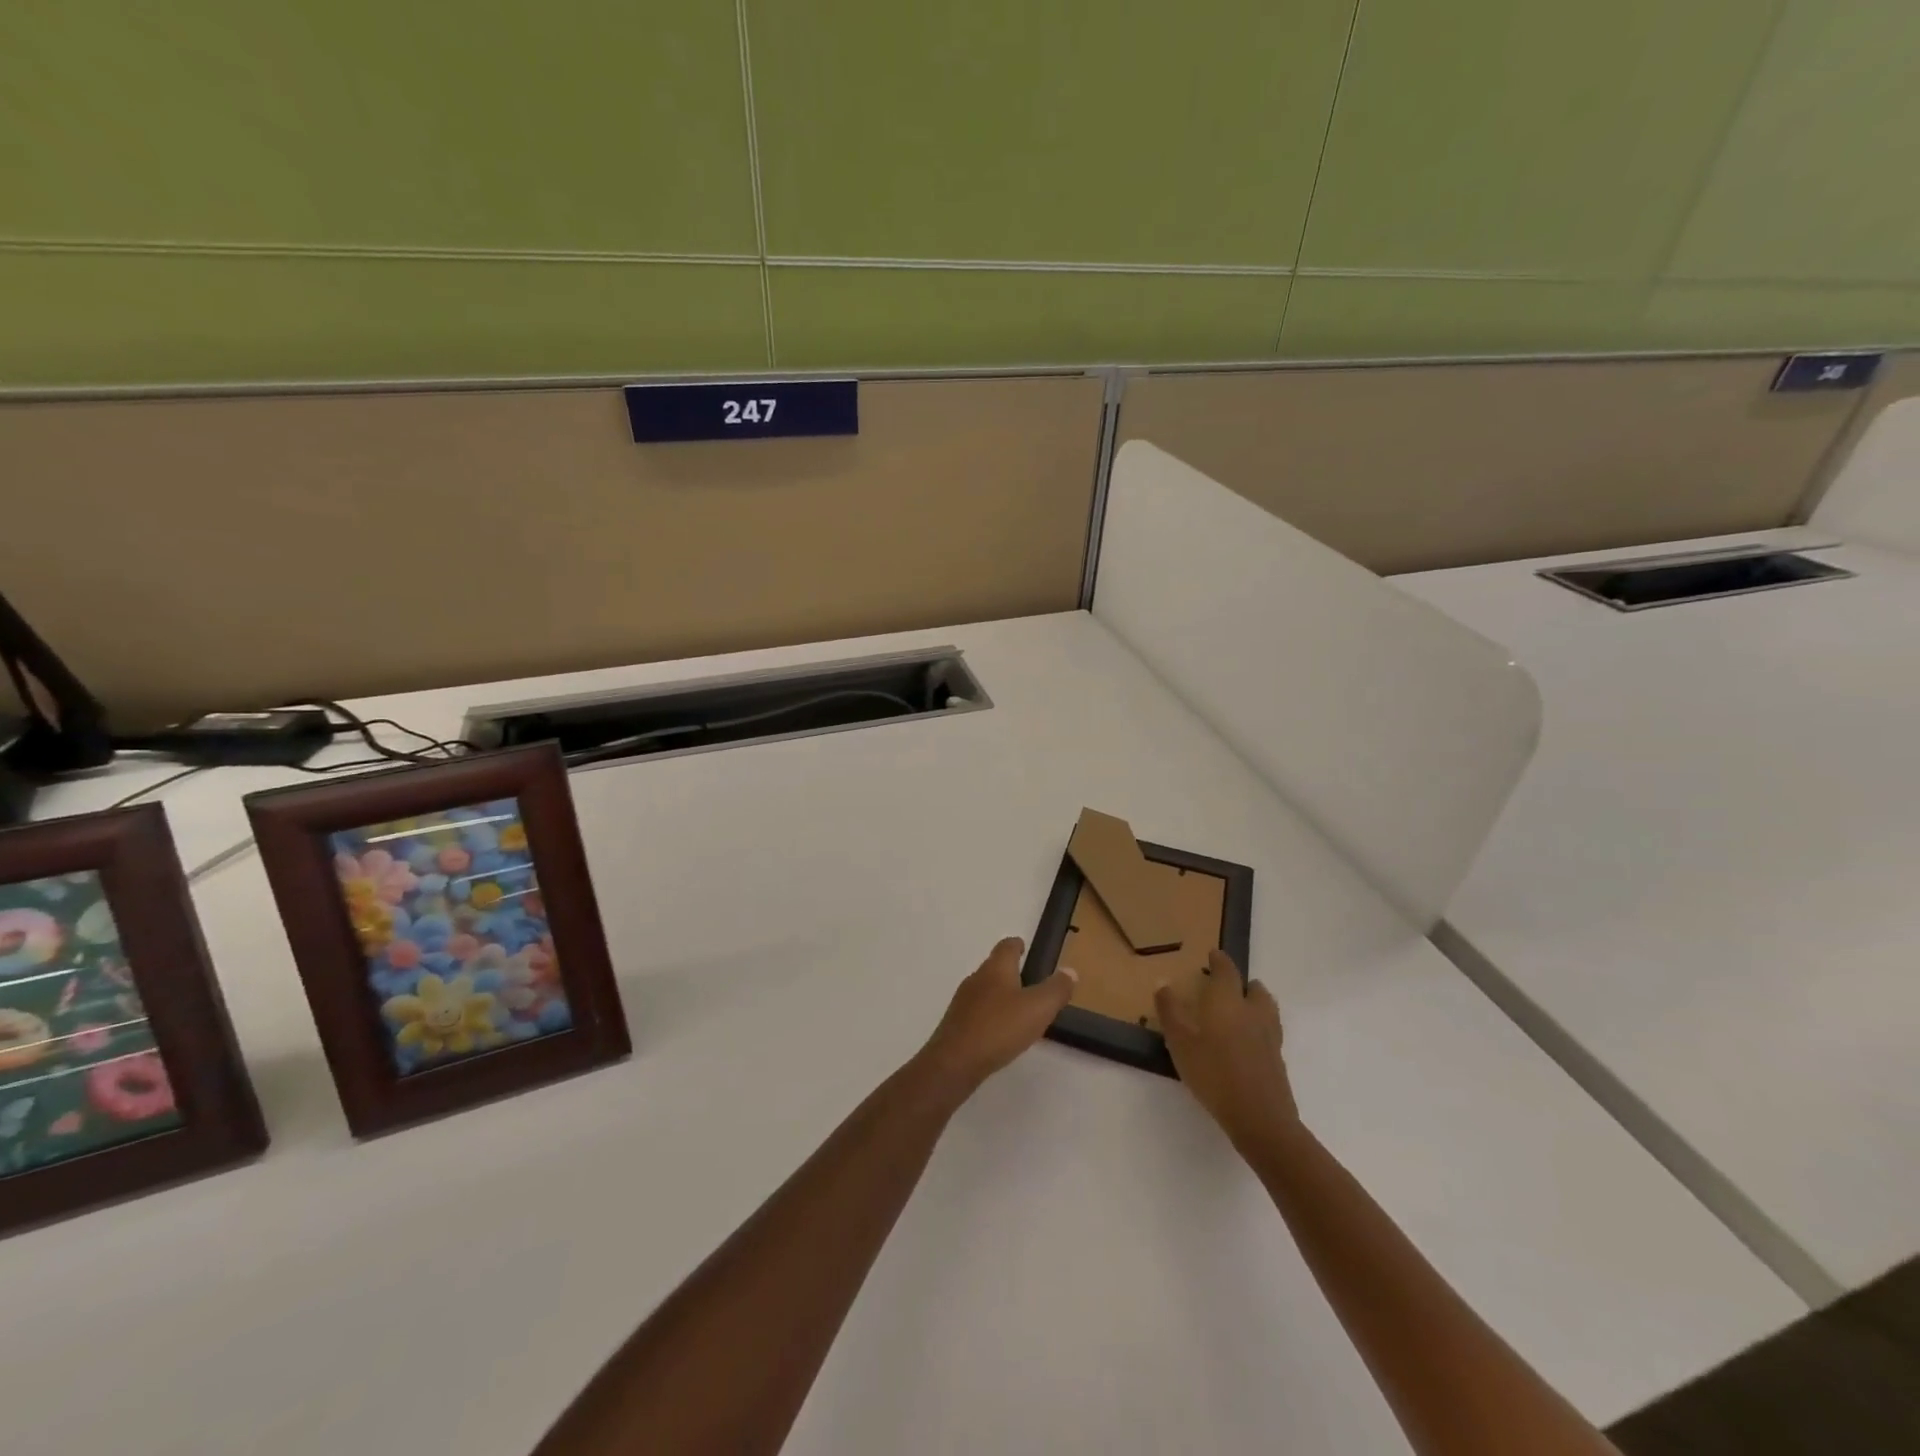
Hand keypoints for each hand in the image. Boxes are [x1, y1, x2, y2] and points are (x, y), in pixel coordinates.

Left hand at [916, 937, 1076, 1098]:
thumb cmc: (999, 1028)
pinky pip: (978, 1012)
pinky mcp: (956, 1024)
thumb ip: (1056, 989)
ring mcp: (963, 1002)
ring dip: (1000, 994)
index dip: (1017, 945)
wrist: (954, 1062)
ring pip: (985, 990)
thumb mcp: (1038, 1008)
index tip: (1024, 946)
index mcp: (996, 969)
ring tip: (1018, 1008)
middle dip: (1010, 971)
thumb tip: (1070, 971)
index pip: (1006, 947)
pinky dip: (991, 1015)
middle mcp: (976, 979)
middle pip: (994, 967)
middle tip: (1029, 980)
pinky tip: (1000, 1031)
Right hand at [1156, 949, 1298, 1150]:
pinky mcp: (1278, 1059)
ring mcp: (1270, 1036)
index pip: (1227, 971)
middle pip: (1255, 988)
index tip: (1214, 954)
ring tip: (1242, 1008)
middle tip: (1228, 984)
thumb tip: (1162, 981)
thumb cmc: (1213, 1073)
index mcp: (1228, 1001)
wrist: (1259, 1118)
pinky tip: (1249, 1040)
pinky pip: (1270, 1031)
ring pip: (1267, 1008)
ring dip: (1256, 1002)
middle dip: (1243, 982)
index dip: (1220, 960)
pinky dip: (1260, 1026)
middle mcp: (1253, 1012)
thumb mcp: (1180, 1042)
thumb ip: (1170, 1011)